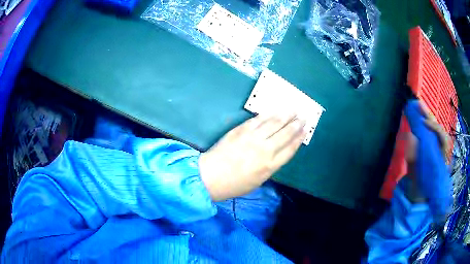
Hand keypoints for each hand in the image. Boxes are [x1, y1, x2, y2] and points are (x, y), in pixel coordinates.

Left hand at [199, 114, 305, 200]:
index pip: (291, 148)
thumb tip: (278, 151)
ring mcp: (253, 138)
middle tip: (304, 116)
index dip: (300, 137)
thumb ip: (271, 166)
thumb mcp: (258, 181)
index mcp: (270, 166)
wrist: (210, 177)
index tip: (307, 129)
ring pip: (274, 123)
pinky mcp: (241, 130)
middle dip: (297, 124)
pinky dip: (268, 114)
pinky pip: (258, 119)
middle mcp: (265, 150)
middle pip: (286, 133)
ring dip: (286, 115)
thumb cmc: (234, 184)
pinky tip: (275, 110)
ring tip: (294, 109)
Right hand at [404, 102, 449, 202]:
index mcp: (442, 161)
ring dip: (427, 118)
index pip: (443, 139)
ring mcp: (438, 151)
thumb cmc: (420, 190)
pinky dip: (426, 125)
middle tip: (419, 105)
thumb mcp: (417, 179)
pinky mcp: (433, 150)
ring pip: (436, 131)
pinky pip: (431, 135)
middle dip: (430, 117)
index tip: (423, 122)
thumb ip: (414, 162)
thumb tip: (410, 137)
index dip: (434, 128)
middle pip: (439, 131)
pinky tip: (420, 118)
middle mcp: (442, 153)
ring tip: (418, 106)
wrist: (420, 198)